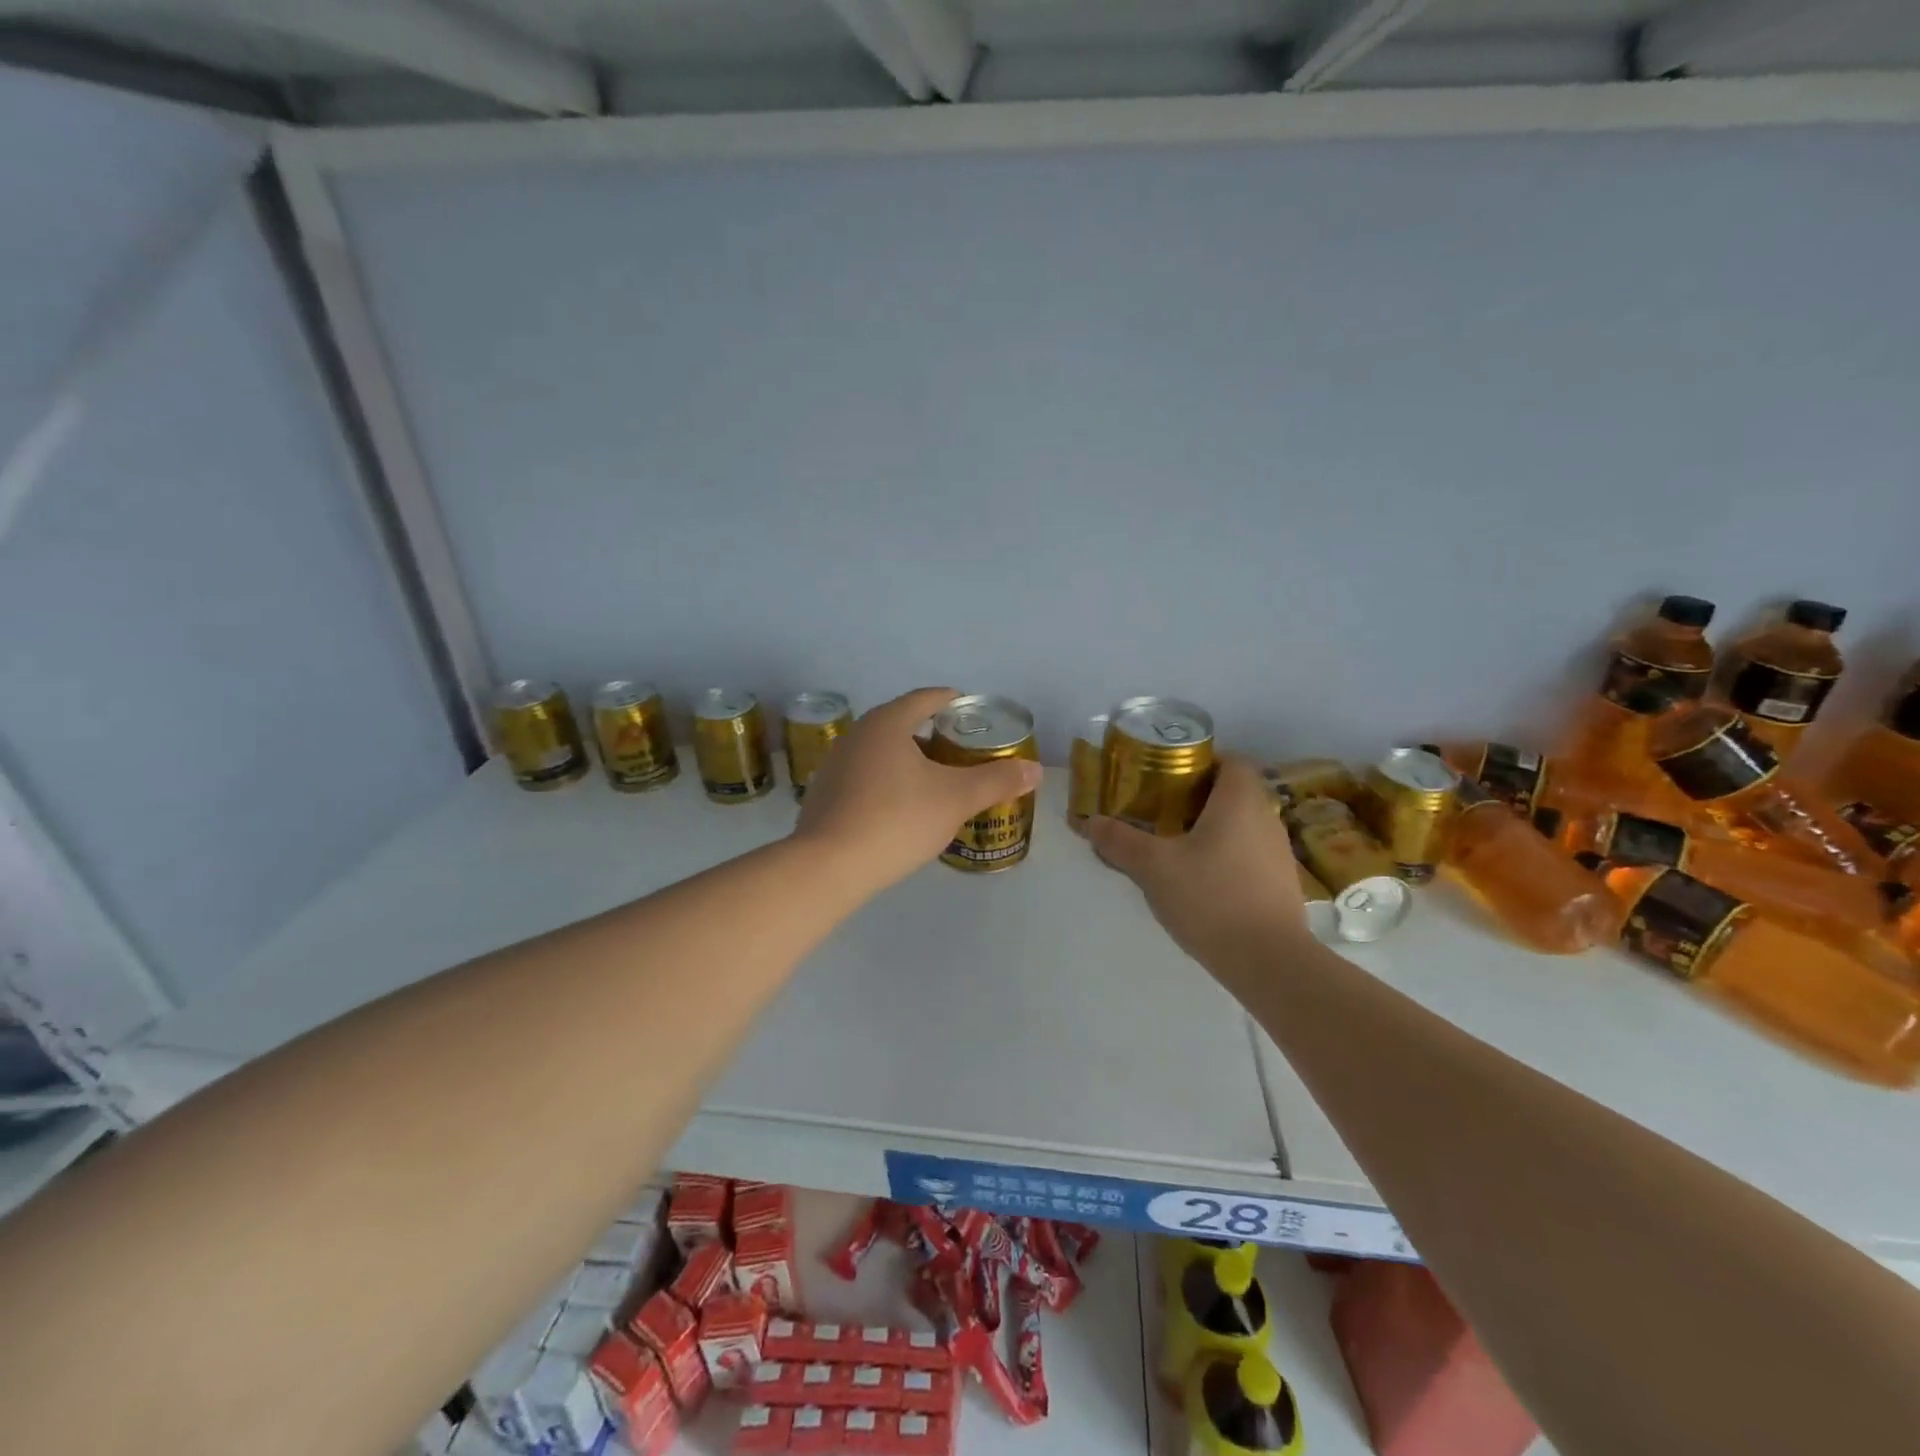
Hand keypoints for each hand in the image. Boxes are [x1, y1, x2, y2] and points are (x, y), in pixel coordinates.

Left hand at [794, 687, 1042, 893]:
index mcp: (887, 724)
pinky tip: (899, 809)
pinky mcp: (823, 795)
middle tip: (961, 751)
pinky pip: (864, 777)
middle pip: (901, 723)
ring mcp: (834, 765)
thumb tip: (1035, 769)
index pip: (925, 698)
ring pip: (881, 752)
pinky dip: (886, 782)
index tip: (972, 712)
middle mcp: (856, 735)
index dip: (952, 701)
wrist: (829, 867)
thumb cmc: (897, 820)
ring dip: (908, 759)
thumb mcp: (955, 799)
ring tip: (934, 781)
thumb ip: (996, 780)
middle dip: (932, 734)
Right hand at [1086, 755, 1311, 973]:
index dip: (1202, 760)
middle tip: (1160, 809)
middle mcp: (1266, 818)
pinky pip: (1249, 853)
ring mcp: (1279, 853)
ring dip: (1212, 827)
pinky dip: (1225, 855)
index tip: (1169, 774)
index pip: (1232, 760)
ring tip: (1174, 844)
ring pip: (1242, 824)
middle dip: (1198, 796)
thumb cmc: (1211, 898)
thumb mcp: (1153, 868)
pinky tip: (1199, 879)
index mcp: (1240, 800)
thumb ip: (1120, 841)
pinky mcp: (1281, 884)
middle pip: (1234, 791)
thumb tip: (1091, 821)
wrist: (1268, 962)